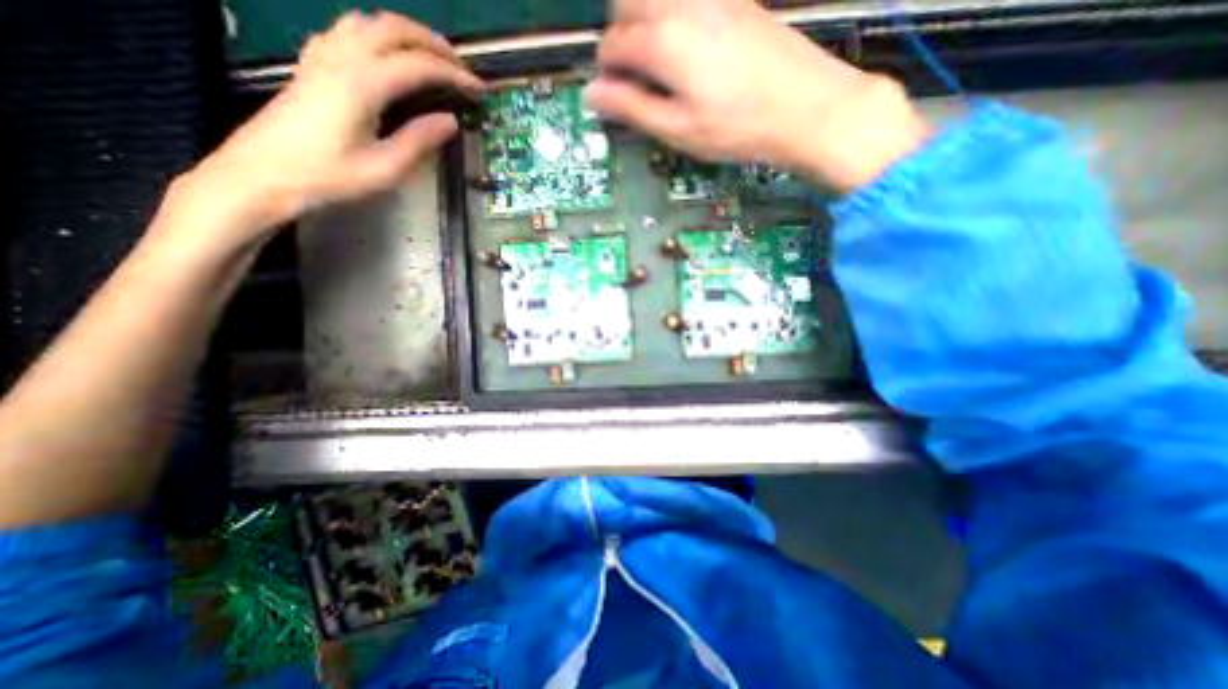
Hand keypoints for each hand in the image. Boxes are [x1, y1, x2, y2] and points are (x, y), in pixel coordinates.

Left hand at [167, 8, 483, 252]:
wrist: (263, 174)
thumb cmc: (328, 177)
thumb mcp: (384, 169)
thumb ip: (419, 141)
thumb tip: (450, 121)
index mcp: (362, 84)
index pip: (418, 66)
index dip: (453, 74)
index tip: (478, 89)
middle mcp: (341, 58)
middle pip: (392, 28)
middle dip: (433, 43)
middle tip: (461, 66)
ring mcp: (321, 57)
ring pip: (367, 22)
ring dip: (405, 33)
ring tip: (431, 57)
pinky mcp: (312, 65)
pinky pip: (347, 32)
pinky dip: (377, 36)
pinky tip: (386, 57)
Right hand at [585, 0, 931, 191]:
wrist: (805, 106)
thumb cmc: (736, 128)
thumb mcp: (678, 129)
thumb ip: (632, 108)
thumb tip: (592, 95)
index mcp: (662, 41)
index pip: (612, 45)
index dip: (605, 73)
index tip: (613, 96)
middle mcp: (682, 4)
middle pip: (627, 2)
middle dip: (619, 36)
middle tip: (632, 76)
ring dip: (643, 22)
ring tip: (657, 64)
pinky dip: (672, 16)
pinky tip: (687, 49)